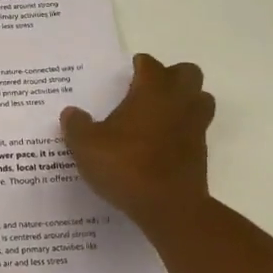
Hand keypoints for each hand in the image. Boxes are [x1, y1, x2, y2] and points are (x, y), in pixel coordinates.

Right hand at [61, 53, 214, 228]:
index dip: (140, 65)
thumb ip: (77, 126)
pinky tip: (161, 144)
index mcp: (152, 92)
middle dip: (171, 76)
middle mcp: (178, 102)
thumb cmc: (126, 166)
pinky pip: (196, 129)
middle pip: (188, 74)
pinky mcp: (201, 152)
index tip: (129, 70)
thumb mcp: (86, 146)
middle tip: (148, 90)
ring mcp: (195, 127)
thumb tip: (71, 113)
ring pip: (201, 99)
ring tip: (160, 114)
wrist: (168, 207)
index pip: (151, 65)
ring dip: (185, 100)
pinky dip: (183, 130)